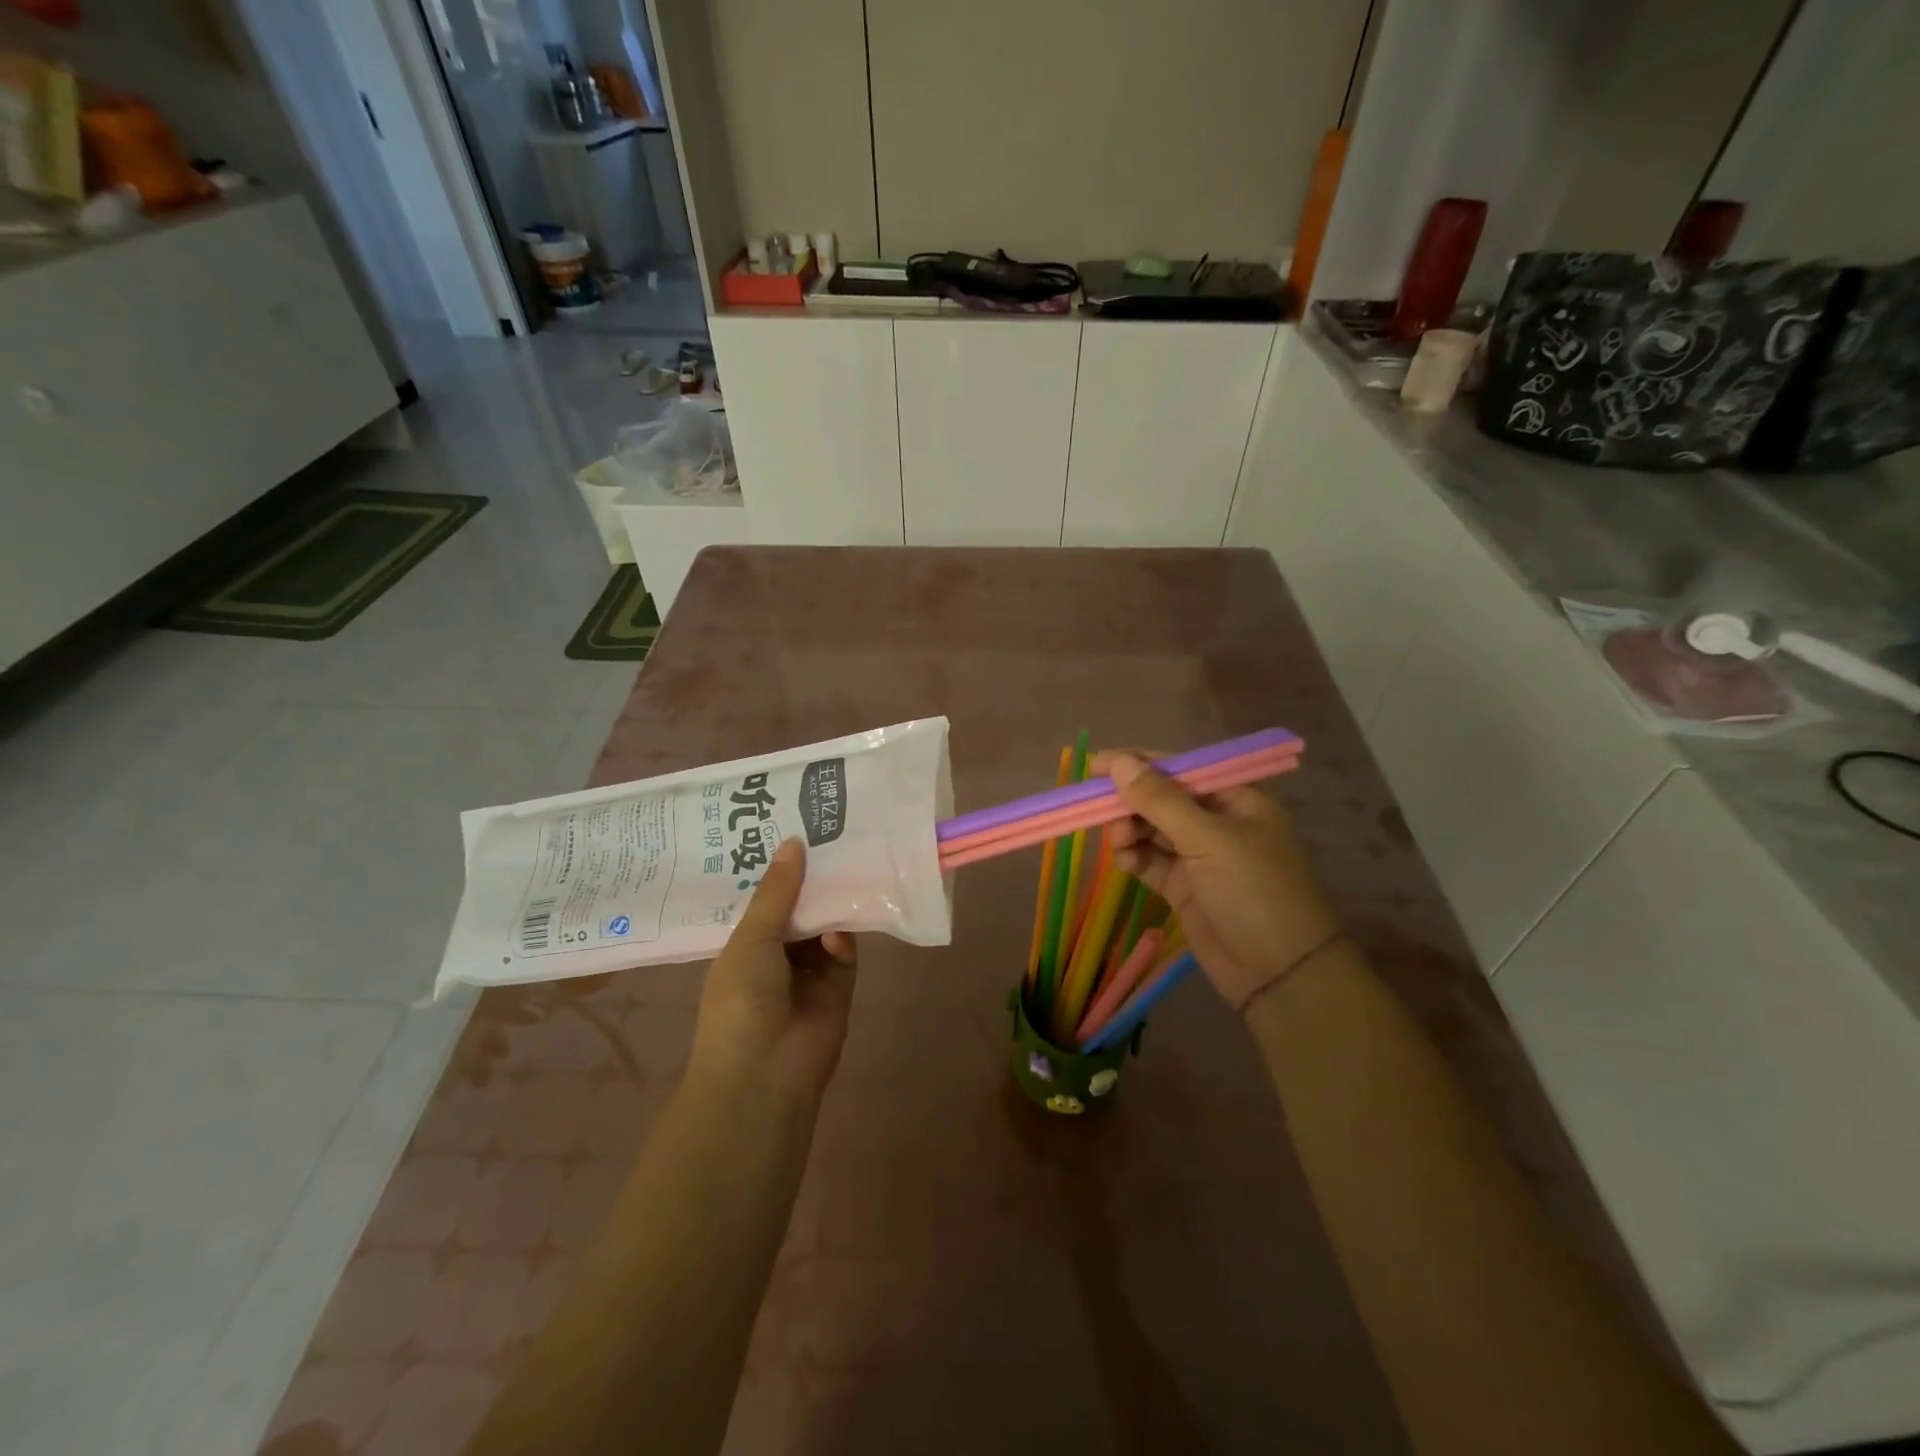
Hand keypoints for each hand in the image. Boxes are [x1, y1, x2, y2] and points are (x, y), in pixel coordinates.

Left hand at [687, 839, 856, 1104]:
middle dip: (810, 879)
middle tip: (828, 833)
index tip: (791, 828)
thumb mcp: (751, 939)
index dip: (777, 869)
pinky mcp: (839, 984)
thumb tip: (793, 842)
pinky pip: (845, 950)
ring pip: (824, 924)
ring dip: (831, 902)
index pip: (763, 899)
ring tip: (845, 860)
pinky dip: (843, 937)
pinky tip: (839, 930)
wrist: (766, 1074)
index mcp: (743, 944)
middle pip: (798, 908)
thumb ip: (777, 892)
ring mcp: (808, 970)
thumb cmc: (741, 1001)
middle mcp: (775, 954)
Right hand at [1095, 750, 1341, 1012]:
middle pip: (1161, 799)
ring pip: (1151, 830)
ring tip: (1120, 843)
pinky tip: (1126, 862)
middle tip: (1102, 813)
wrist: (1279, 973)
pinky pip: (1150, 861)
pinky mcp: (1184, 887)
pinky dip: (1134, 858)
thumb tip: (1118, 761)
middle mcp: (1216, 822)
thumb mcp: (1207, 839)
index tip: (1096, 766)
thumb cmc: (1252, 890)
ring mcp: (1200, 856)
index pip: (1179, 769)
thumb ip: (1158, 800)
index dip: (1138, 764)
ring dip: (1129, 831)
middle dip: (1130, 803)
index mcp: (1234, 799)